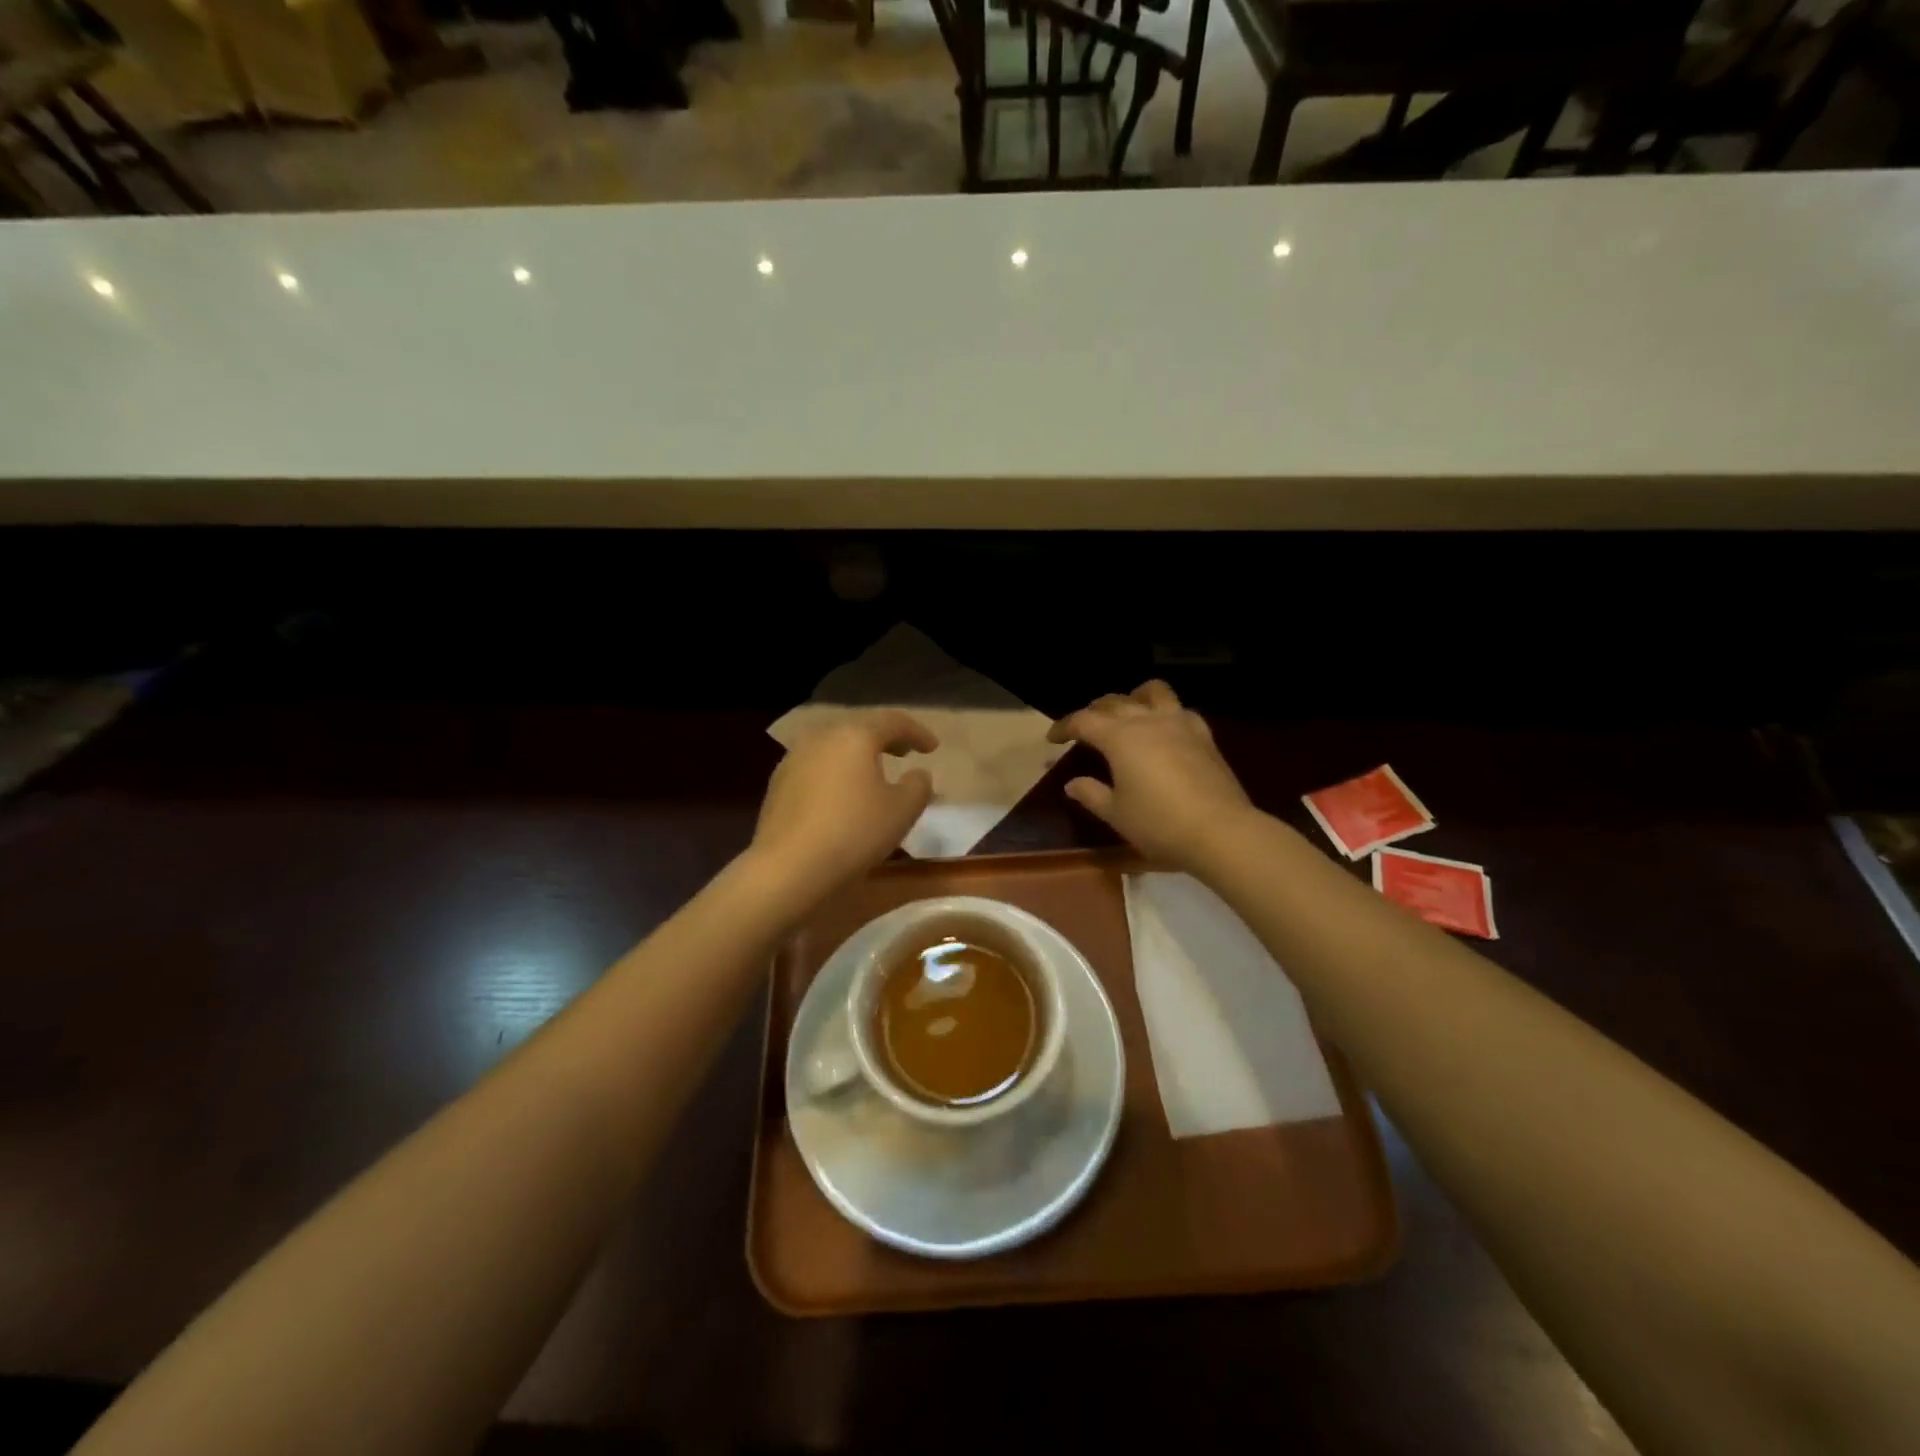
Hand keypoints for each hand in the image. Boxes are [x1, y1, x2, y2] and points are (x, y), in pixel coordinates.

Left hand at [751, 710, 937, 898]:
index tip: (933, 747)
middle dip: (886, 739)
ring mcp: (794, 759)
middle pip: (860, 729)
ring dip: (858, 755)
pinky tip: (842, 794)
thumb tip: (917, 774)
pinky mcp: (778, 784)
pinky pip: (816, 767)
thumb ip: (918, 786)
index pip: (892, 721)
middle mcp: (821, 737)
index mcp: (855, 736)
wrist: (787, 867)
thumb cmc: (854, 832)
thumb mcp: (902, 811)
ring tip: (874, 773)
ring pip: (834, 747)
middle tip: (905, 752)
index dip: (917, 732)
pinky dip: (836, 772)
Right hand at [1047, 681, 1252, 870]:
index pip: (1084, 721)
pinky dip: (1166, 712)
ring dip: (1134, 696)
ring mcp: (1179, 724)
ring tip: (1128, 710)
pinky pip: (1181, 710)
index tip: (1052, 739)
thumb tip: (1072, 783)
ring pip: (1153, 692)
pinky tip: (1165, 729)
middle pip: (1115, 702)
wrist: (1220, 832)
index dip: (1064, 726)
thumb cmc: (1159, 824)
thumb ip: (1091, 794)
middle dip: (1094, 711)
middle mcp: (1147, 721)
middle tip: (1084, 728)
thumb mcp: (1116, 814)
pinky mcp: (1204, 736)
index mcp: (1120, 738)